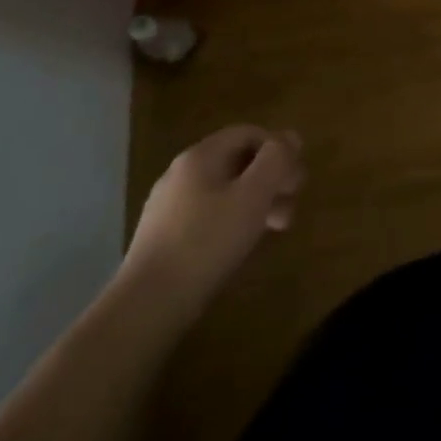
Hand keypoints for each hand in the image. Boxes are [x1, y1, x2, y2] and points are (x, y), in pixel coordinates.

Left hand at [123, 126, 304, 317]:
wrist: (145, 307)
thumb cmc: (206, 243)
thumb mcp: (253, 195)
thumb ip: (276, 160)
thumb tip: (291, 136)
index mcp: (201, 155)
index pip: (249, 133)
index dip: (278, 149)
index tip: (295, 179)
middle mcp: (181, 173)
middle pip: (237, 162)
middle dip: (270, 179)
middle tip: (291, 205)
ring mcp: (168, 206)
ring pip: (223, 191)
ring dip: (255, 202)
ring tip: (275, 229)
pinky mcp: (162, 238)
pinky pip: (207, 215)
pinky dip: (232, 221)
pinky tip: (241, 246)